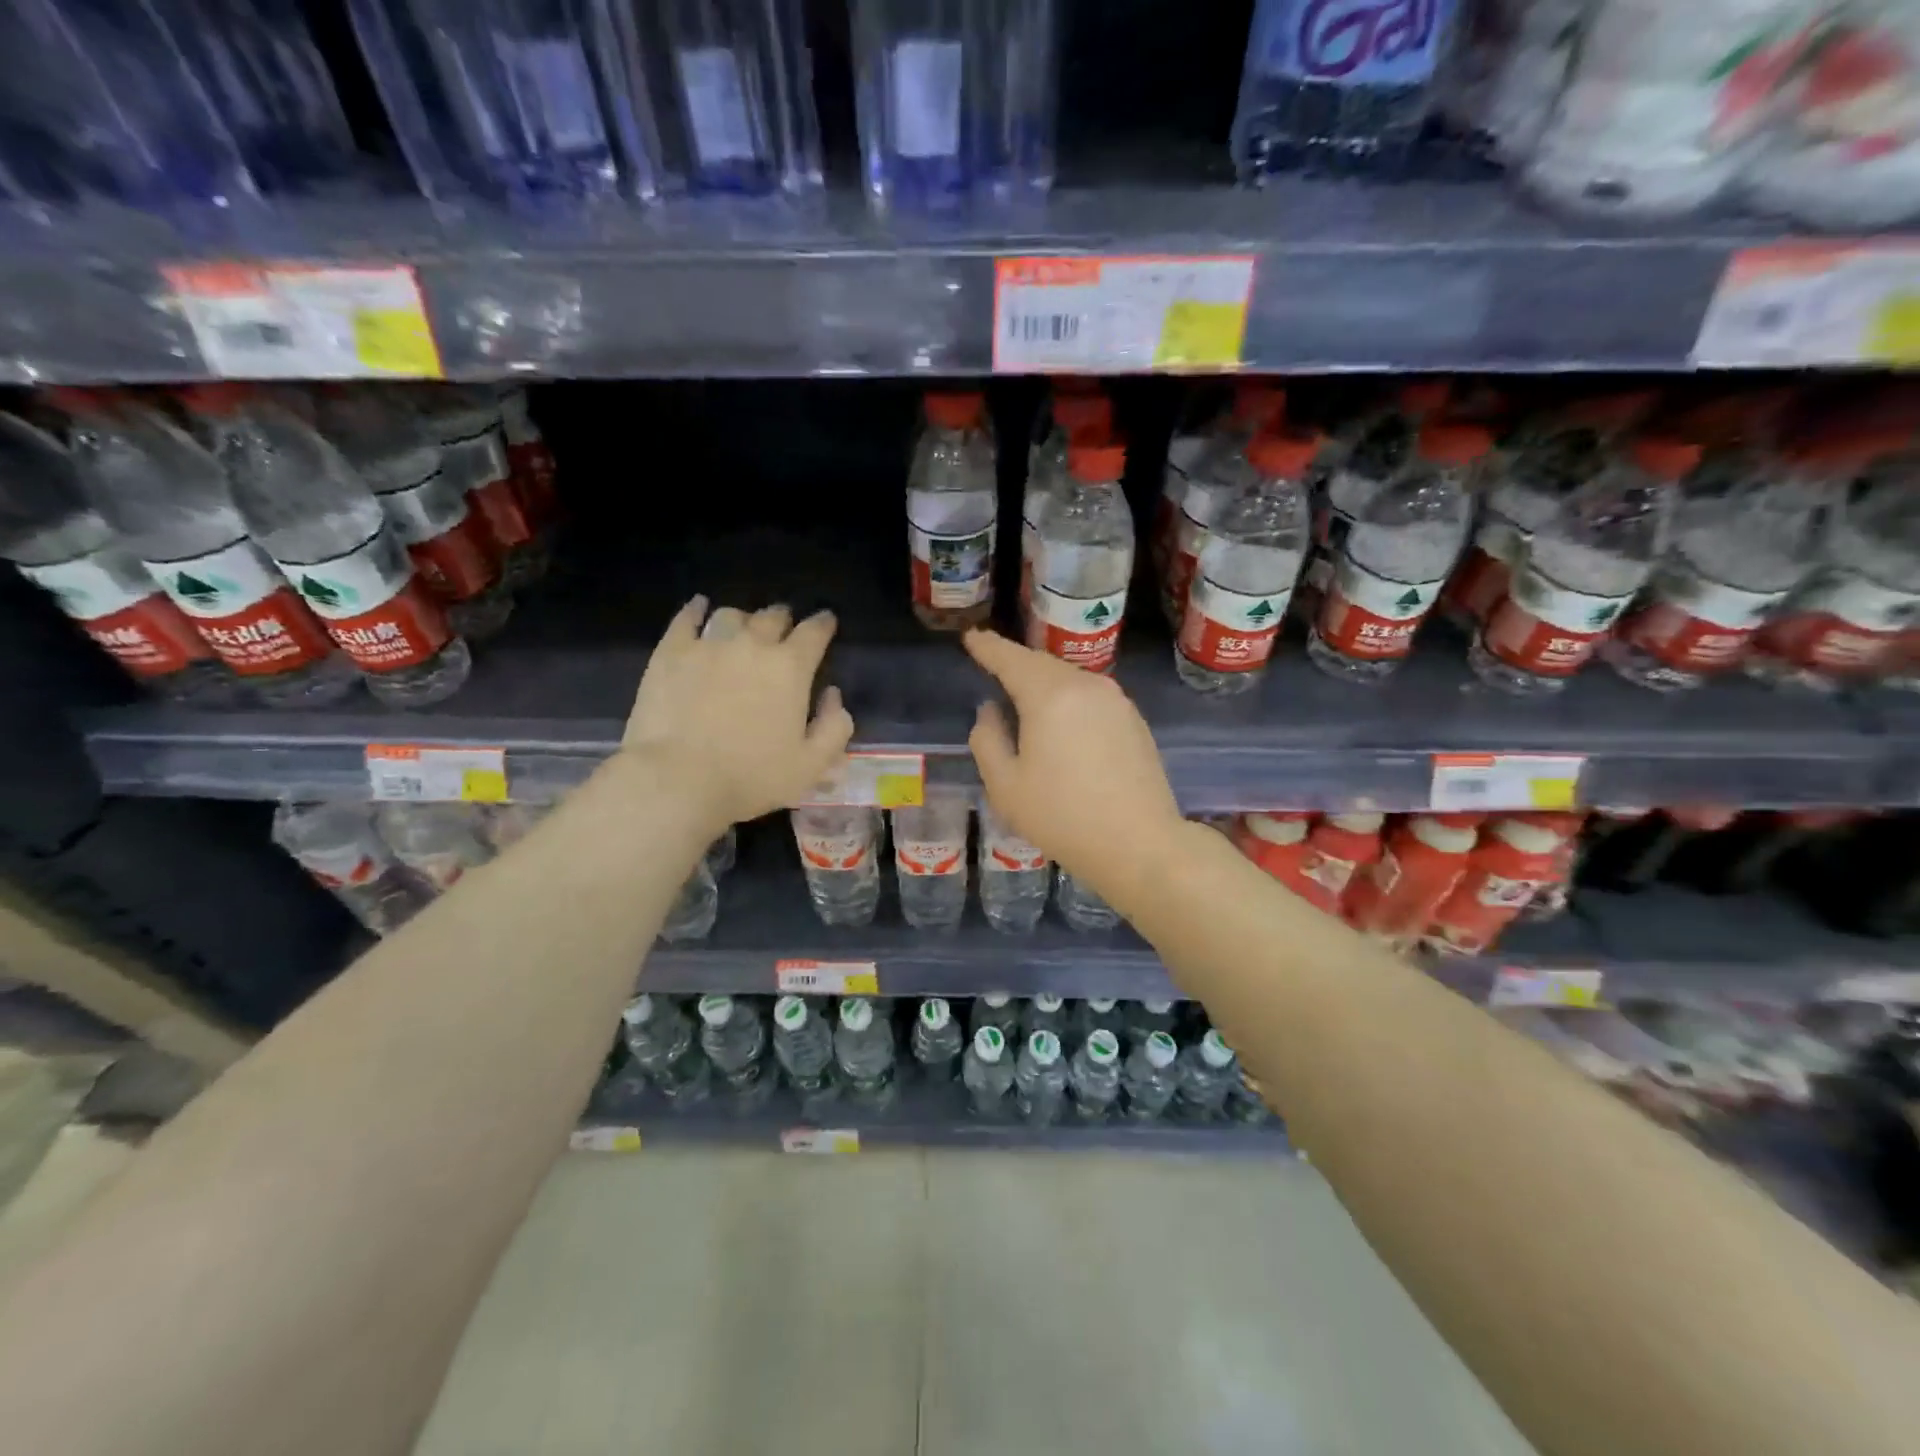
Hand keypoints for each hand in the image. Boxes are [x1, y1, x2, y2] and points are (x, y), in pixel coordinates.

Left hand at [624, 598, 854, 833]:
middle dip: (784, 619)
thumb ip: (835, 727)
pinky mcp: (670, 653)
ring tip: (744, 627)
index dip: (823, 624)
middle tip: (785, 628)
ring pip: (732, 615)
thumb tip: (833, 695)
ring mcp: (708, 645)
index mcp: (791, 668)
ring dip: (745, 619)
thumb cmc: (752, 777)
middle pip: (773, 616)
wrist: (679, 779)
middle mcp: (752, 644)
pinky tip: (699, 608)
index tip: (826, 622)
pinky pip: (686, 619)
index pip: (815, 632)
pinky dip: (696, 611)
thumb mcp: (812, 764)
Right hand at [964, 630, 1184, 893]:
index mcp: (1050, 695)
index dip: (987, 647)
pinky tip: (1059, 718)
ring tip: (1022, 692)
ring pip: (1068, 678)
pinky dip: (1067, 697)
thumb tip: (990, 711)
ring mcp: (1116, 701)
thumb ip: (987, 740)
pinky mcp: (1133, 719)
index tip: (971, 637)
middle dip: (1015, 661)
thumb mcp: (1005, 786)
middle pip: (1041, 663)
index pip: (1011, 658)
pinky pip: (1090, 695)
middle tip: (991, 662)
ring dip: (1042, 680)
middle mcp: (1086, 686)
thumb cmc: (1062, 817)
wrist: (1139, 844)